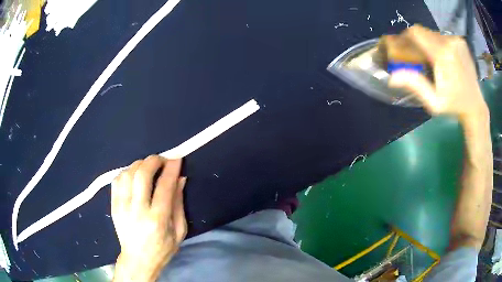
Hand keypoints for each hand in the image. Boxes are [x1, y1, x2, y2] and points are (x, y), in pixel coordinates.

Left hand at [111, 155, 186, 281]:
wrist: (137, 260)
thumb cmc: (162, 249)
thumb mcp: (179, 231)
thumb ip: (178, 204)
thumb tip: (180, 178)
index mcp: (157, 219)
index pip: (164, 186)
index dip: (171, 168)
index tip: (176, 158)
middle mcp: (137, 210)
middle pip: (142, 175)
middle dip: (153, 161)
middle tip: (161, 159)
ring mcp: (122, 207)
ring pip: (128, 174)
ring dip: (139, 165)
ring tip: (148, 167)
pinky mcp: (113, 206)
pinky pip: (117, 180)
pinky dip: (126, 172)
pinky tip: (133, 176)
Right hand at [388, 25, 487, 121]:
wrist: (475, 106)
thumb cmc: (454, 106)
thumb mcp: (434, 102)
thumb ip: (415, 85)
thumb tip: (392, 77)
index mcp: (443, 55)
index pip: (416, 33)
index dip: (405, 37)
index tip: (403, 47)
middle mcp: (449, 42)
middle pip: (423, 31)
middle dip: (416, 41)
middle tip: (417, 55)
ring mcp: (456, 41)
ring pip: (432, 33)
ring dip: (428, 42)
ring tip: (432, 58)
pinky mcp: (461, 42)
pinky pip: (443, 36)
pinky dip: (439, 43)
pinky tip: (444, 57)